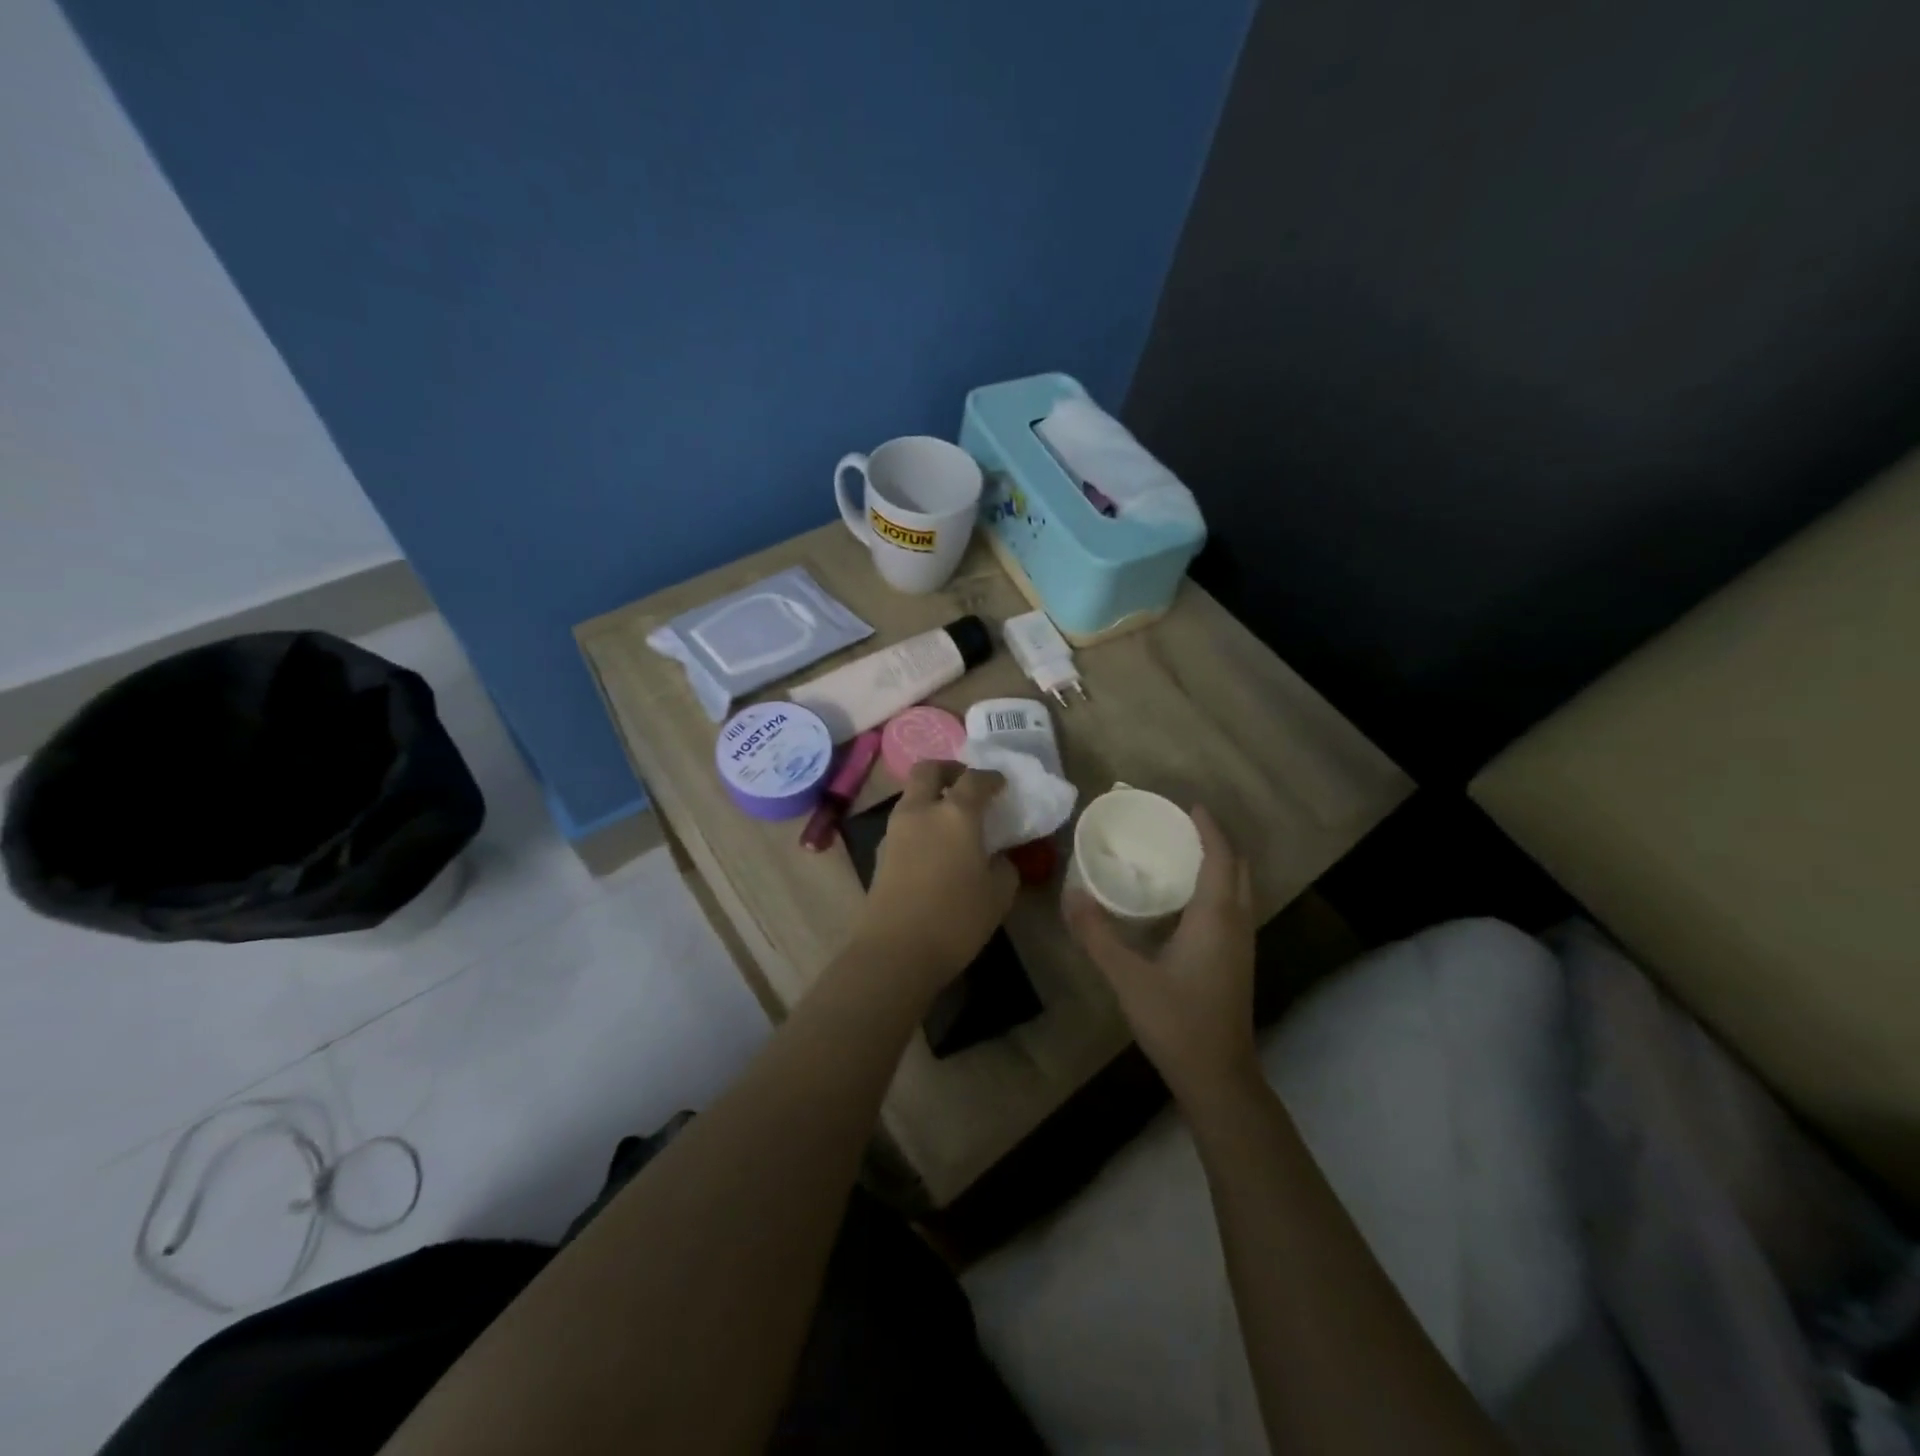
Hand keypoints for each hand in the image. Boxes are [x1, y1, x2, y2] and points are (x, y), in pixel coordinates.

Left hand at [854, 761, 1017, 991]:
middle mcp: (921, 811)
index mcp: (956, 814)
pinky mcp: (880, 852)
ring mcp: (895, 830)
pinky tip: (934, 848)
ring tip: (951, 819)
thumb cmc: (956, 918)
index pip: (975, 779)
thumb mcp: (999, 894)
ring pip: (911, 795)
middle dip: (949, 770)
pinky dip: (920, 822)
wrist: (895, 950)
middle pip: (928, 770)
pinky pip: (903, 823)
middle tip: (965, 784)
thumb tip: (997, 857)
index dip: (991, 778)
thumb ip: (1004, 866)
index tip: (1001, 785)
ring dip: (931, 797)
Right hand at [1065, 806, 1259, 1111]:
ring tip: (1182, 853)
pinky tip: (1185, 900)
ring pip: (1239, 889)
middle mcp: (1236, 924)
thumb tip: (1072, 896)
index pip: (1220, 858)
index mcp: (1215, 918)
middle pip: (1237, 868)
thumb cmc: (1176, 1021)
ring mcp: (1241, 944)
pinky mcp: (1237, 961)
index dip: (1208, 828)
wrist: (1218, 1076)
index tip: (1189, 805)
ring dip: (1219, 864)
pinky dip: (1217, 888)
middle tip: (1182, 826)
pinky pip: (1233, 908)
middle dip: (1216, 842)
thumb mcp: (1128, 977)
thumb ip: (1097, 935)